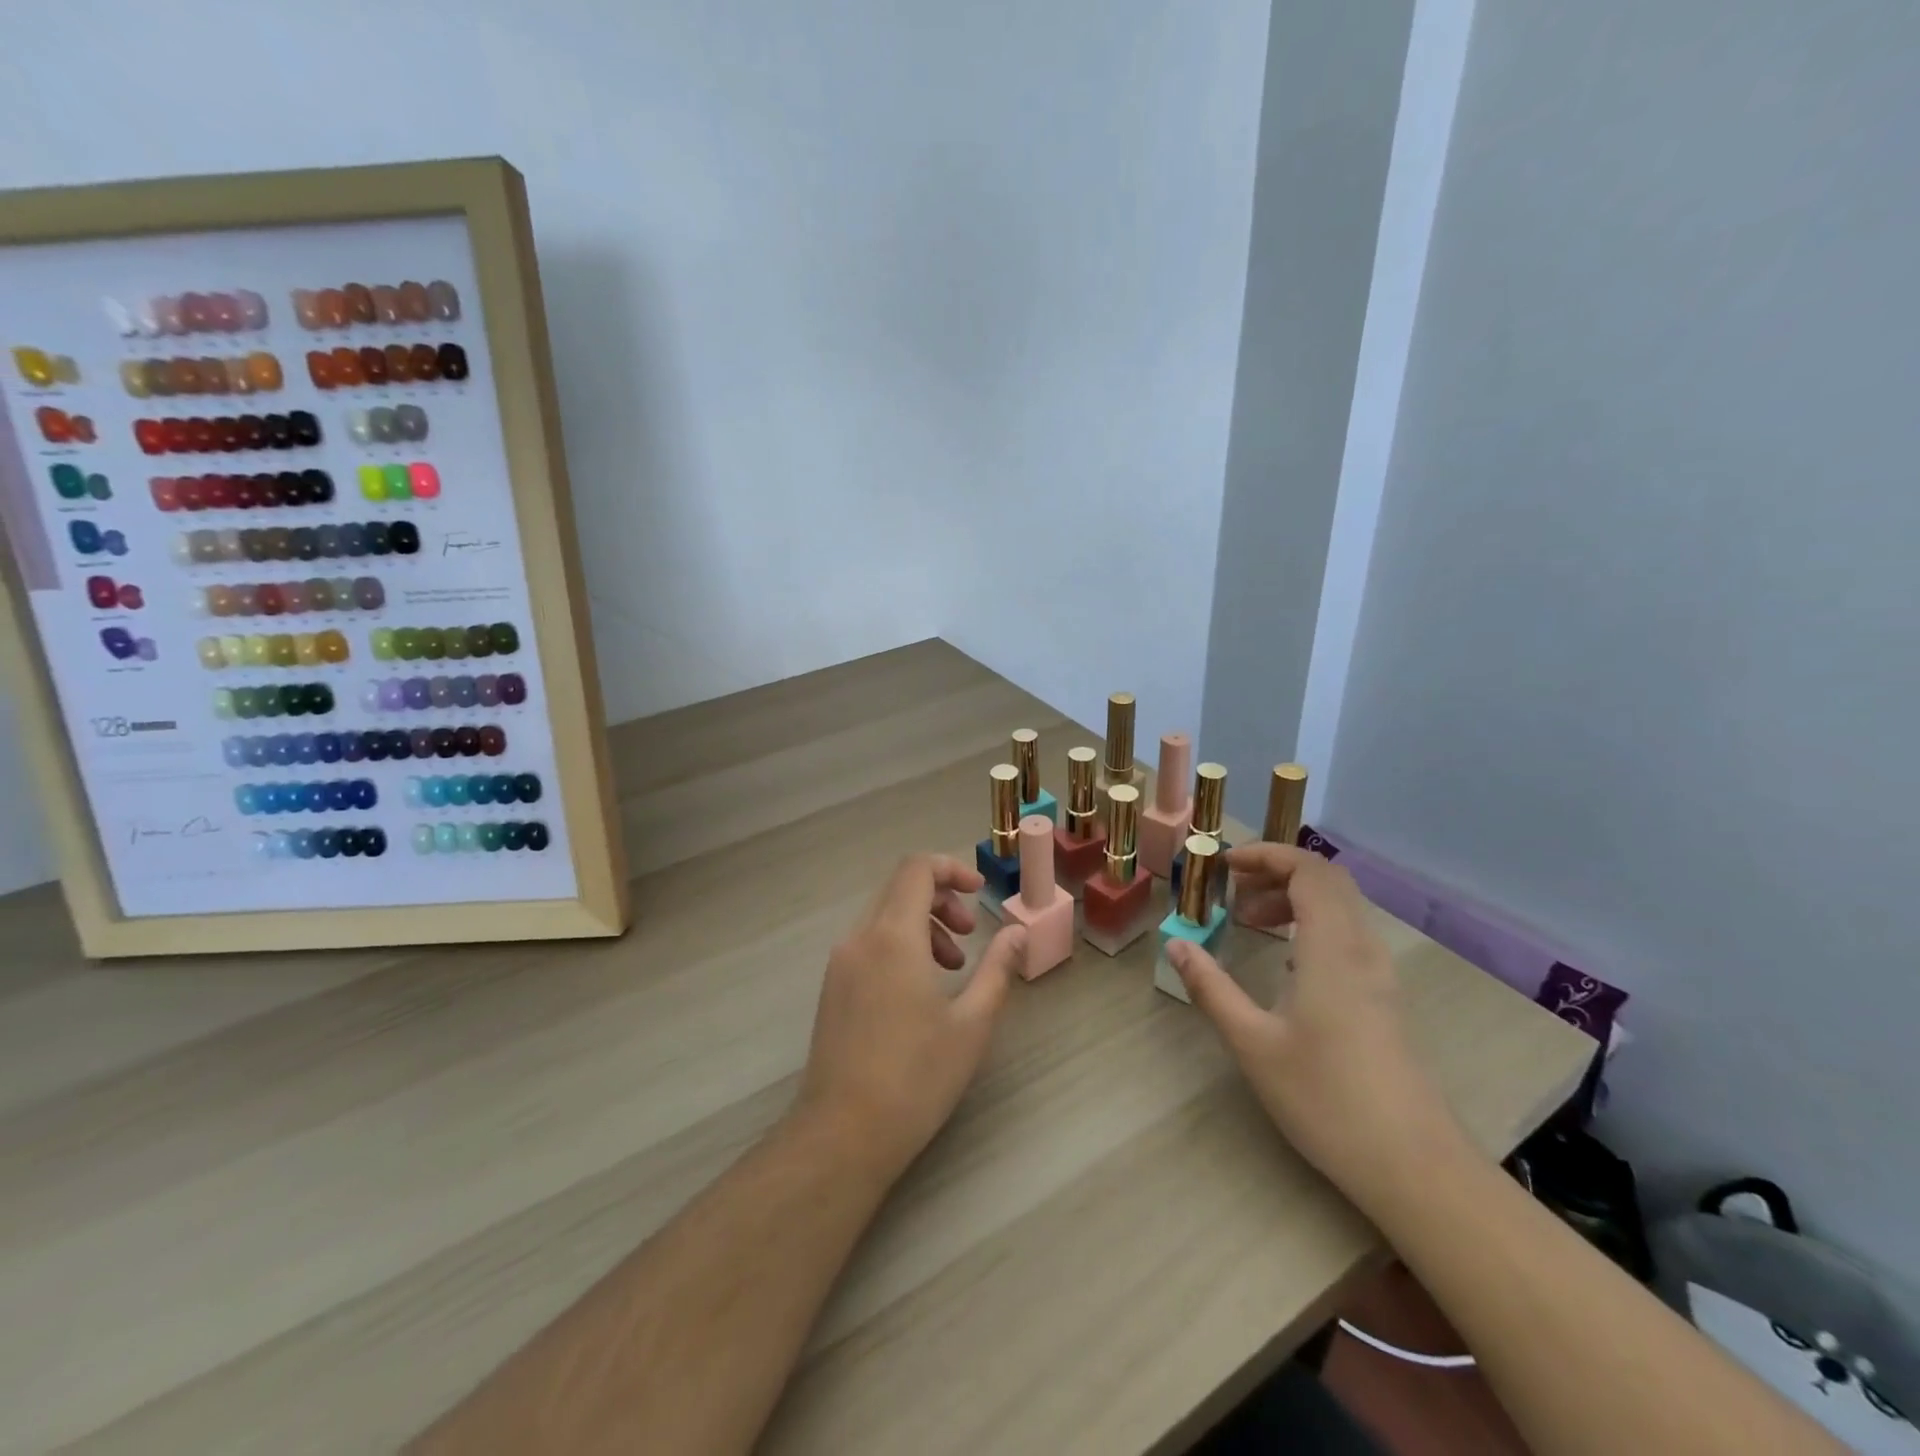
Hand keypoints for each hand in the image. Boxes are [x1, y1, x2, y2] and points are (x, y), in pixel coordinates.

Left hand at [797, 855, 1025, 1180]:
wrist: (842, 1134)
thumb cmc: (916, 1077)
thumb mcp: (972, 1023)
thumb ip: (997, 968)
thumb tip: (1017, 932)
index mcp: (893, 936)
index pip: (916, 868)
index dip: (951, 868)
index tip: (979, 893)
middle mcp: (860, 938)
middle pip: (899, 888)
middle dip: (941, 899)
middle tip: (969, 935)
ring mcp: (840, 963)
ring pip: (883, 916)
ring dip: (921, 924)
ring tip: (951, 968)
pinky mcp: (831, 988)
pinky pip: (868, 942)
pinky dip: (899, 945)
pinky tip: (919, 990)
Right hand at [1166, 844, 1465, 1196]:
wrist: (1414, 1165)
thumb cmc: (1326, 1099)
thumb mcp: (1253, 1043)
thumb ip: (1211, 987)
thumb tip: (1175, 945)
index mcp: (1332, 948)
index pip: (1308, 869)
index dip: (1265, 855)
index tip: (1223, 865)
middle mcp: (1362, 948)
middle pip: (1328, 879)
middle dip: (1277, 870)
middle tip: (1233, 889)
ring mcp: (1380, 973)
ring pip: (1341, 906)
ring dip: (1294, 897)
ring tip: (1250, 919)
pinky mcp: (1385, 997)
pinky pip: (1348, 934)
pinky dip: (1312, 924)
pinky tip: (1285, 960)